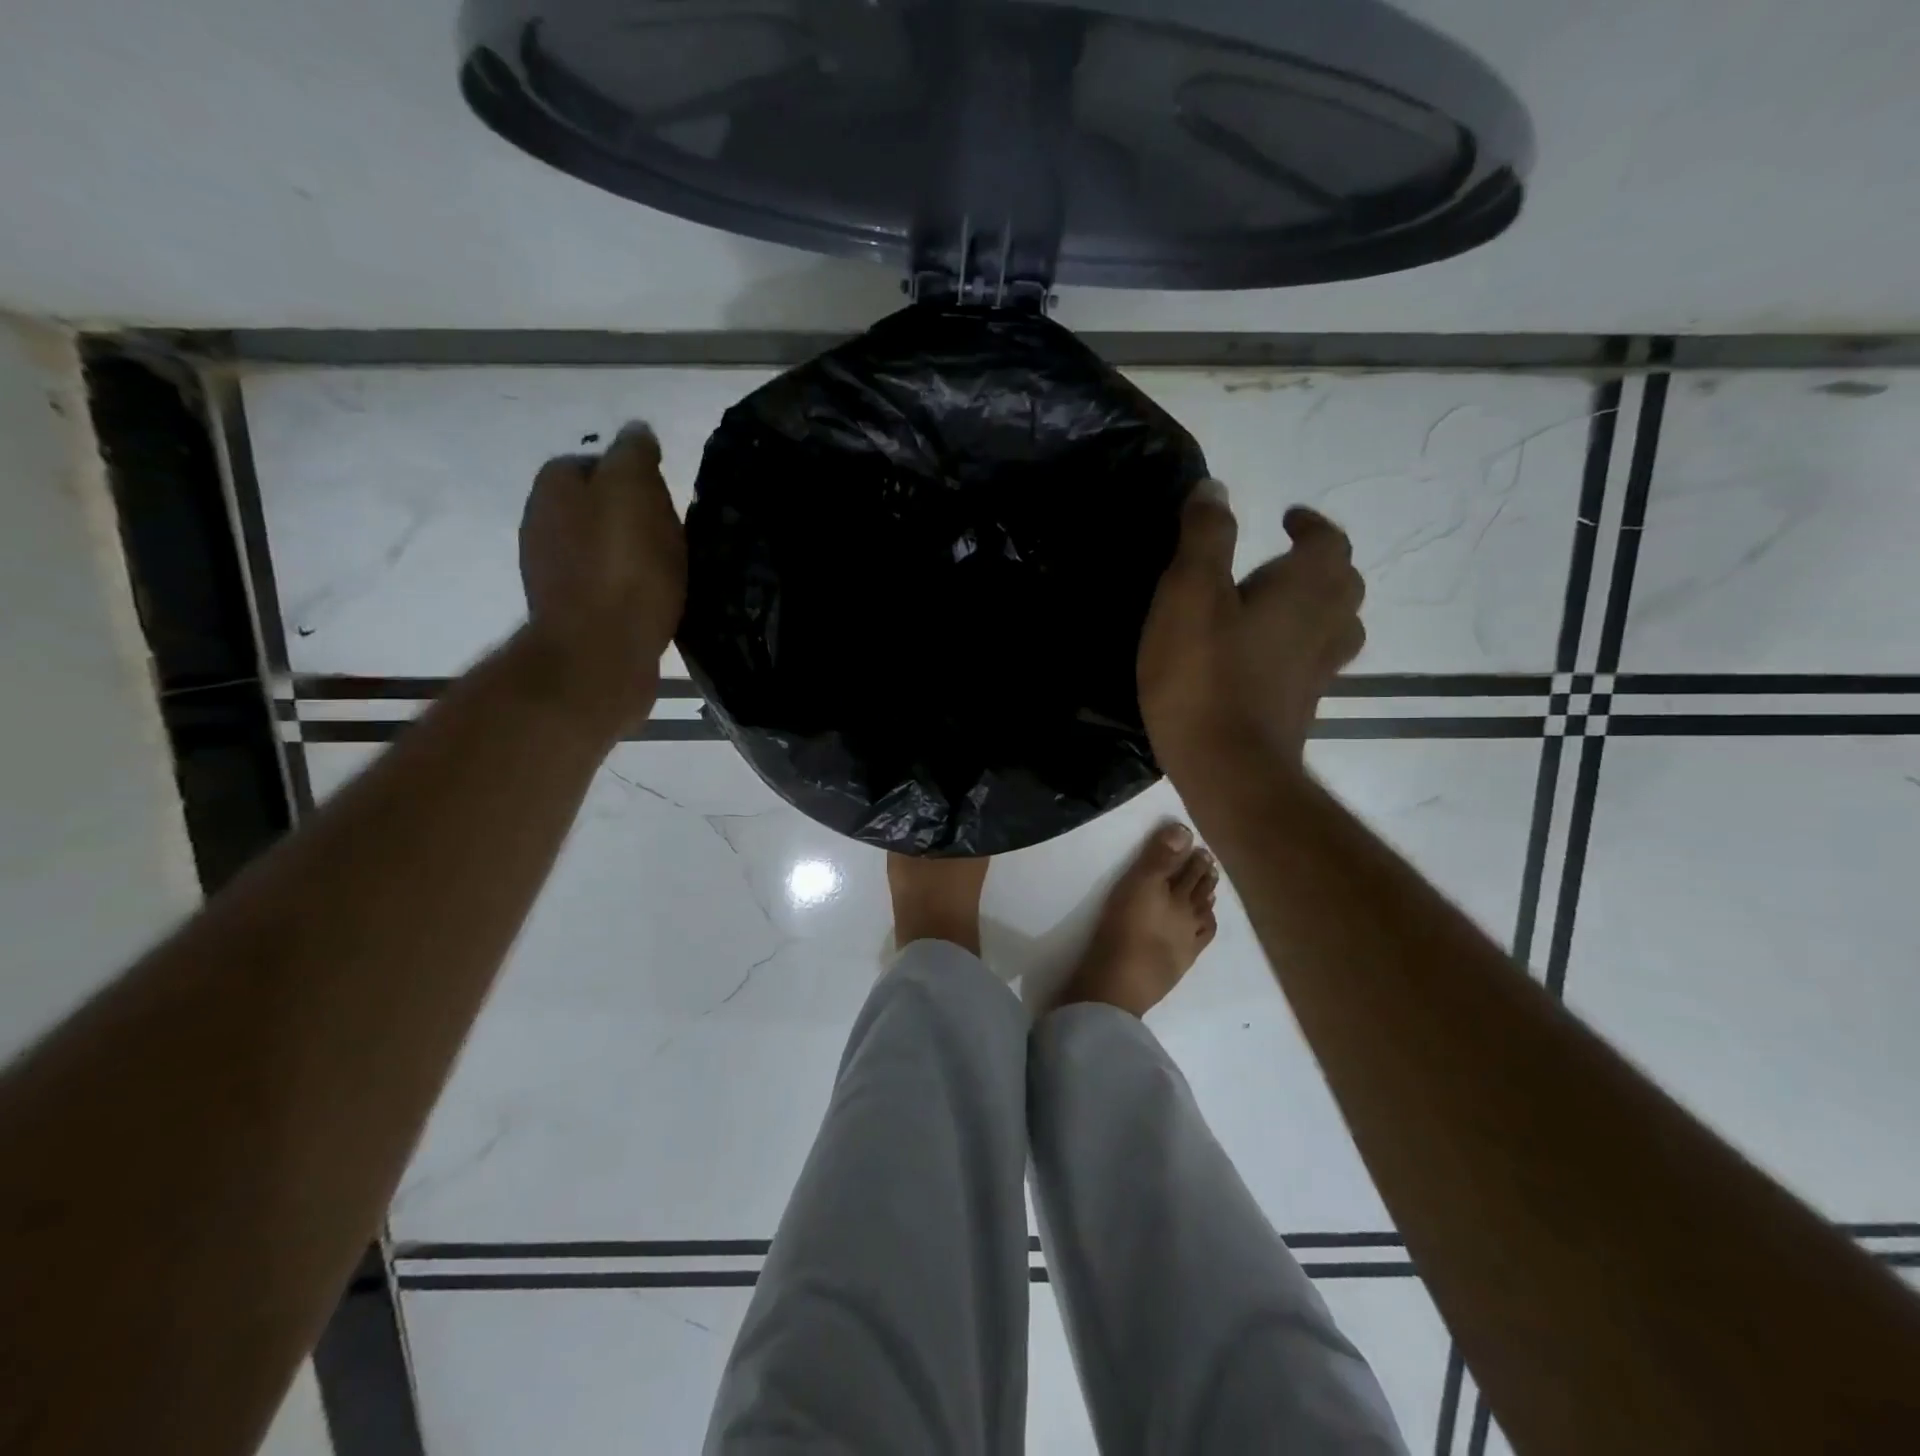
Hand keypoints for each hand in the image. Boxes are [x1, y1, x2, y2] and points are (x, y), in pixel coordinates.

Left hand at [518, 422, 686, 729]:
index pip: (596, 463)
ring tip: (667, 573)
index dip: (634, 477)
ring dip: (631, 555)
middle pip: (598, 507)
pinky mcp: (569, 612)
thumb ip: (634, 454)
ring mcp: (550, 571)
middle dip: (633, 518)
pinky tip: (652, 601)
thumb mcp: (635, 492)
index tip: (665, 500)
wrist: (601, 652)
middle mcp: (541, 523)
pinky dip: (627, 587)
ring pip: (601, 547)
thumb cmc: (624, 567)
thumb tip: (636, 432)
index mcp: (554, 486)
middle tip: (672, 537)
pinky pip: (604, 584)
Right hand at [1138, 482, 1364, 772]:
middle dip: (1319, 564)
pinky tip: (1263, 657)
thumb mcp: (1189, 594)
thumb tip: (1216, 488)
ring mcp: (1320, 671)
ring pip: (1336, 625)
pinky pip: (1312, 661)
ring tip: (1277, 605)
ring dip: (1315, 606)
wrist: (1228, 770)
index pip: (1328, 540)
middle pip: (1342, 583)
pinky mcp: (1302, 706)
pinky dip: (1298, 646)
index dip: (1310, 525)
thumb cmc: (1204, 676)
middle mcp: (1327, 624)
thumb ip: (1205, 537)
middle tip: (1282, 561)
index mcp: (1306, 587)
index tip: (1287, 518)